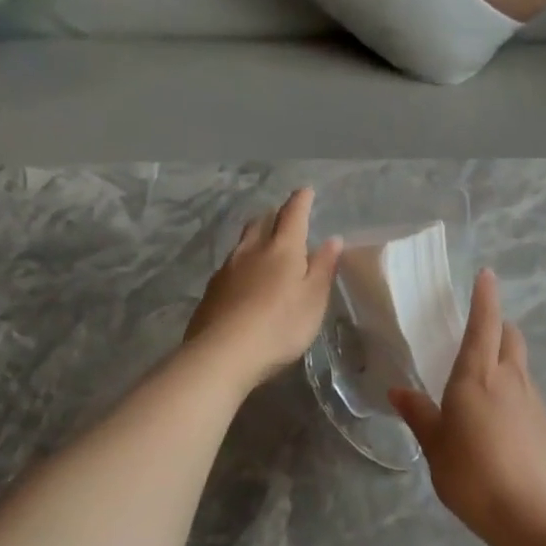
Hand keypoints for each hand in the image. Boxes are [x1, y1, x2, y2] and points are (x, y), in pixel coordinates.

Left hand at [186, 188, 342, 388]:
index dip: (301, 202)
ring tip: (263, 244)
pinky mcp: (212, 291)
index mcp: (282, 249)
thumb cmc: (280, 325)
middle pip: (260, 223)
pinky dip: (242, 263)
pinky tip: (244, 279)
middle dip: (273, 216)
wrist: (223, 353)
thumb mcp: (314, 299)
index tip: (307, 191)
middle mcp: (251, 251)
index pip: (293, 215)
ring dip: (255, 238)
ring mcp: (227, 270)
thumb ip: (323, 268)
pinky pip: (230, 266)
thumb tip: (333, 239)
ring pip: (242, 244)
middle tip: (283, 217)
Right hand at [390, 269, 545, 537]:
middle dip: (498, 327)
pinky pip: (528, 395)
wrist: (531, 512)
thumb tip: (399, 392)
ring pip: (521, 366)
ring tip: (486, 385)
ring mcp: (534, 401)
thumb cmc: (472, 474)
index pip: (484, 323)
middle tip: (480, 335)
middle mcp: (510, 378)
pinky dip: (515, 394)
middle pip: (510, 337)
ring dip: (507, 361)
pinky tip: (502, 423)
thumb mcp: (435, 446)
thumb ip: (419, 415)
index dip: (485, 297)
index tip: (487, 275)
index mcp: (477, 376)